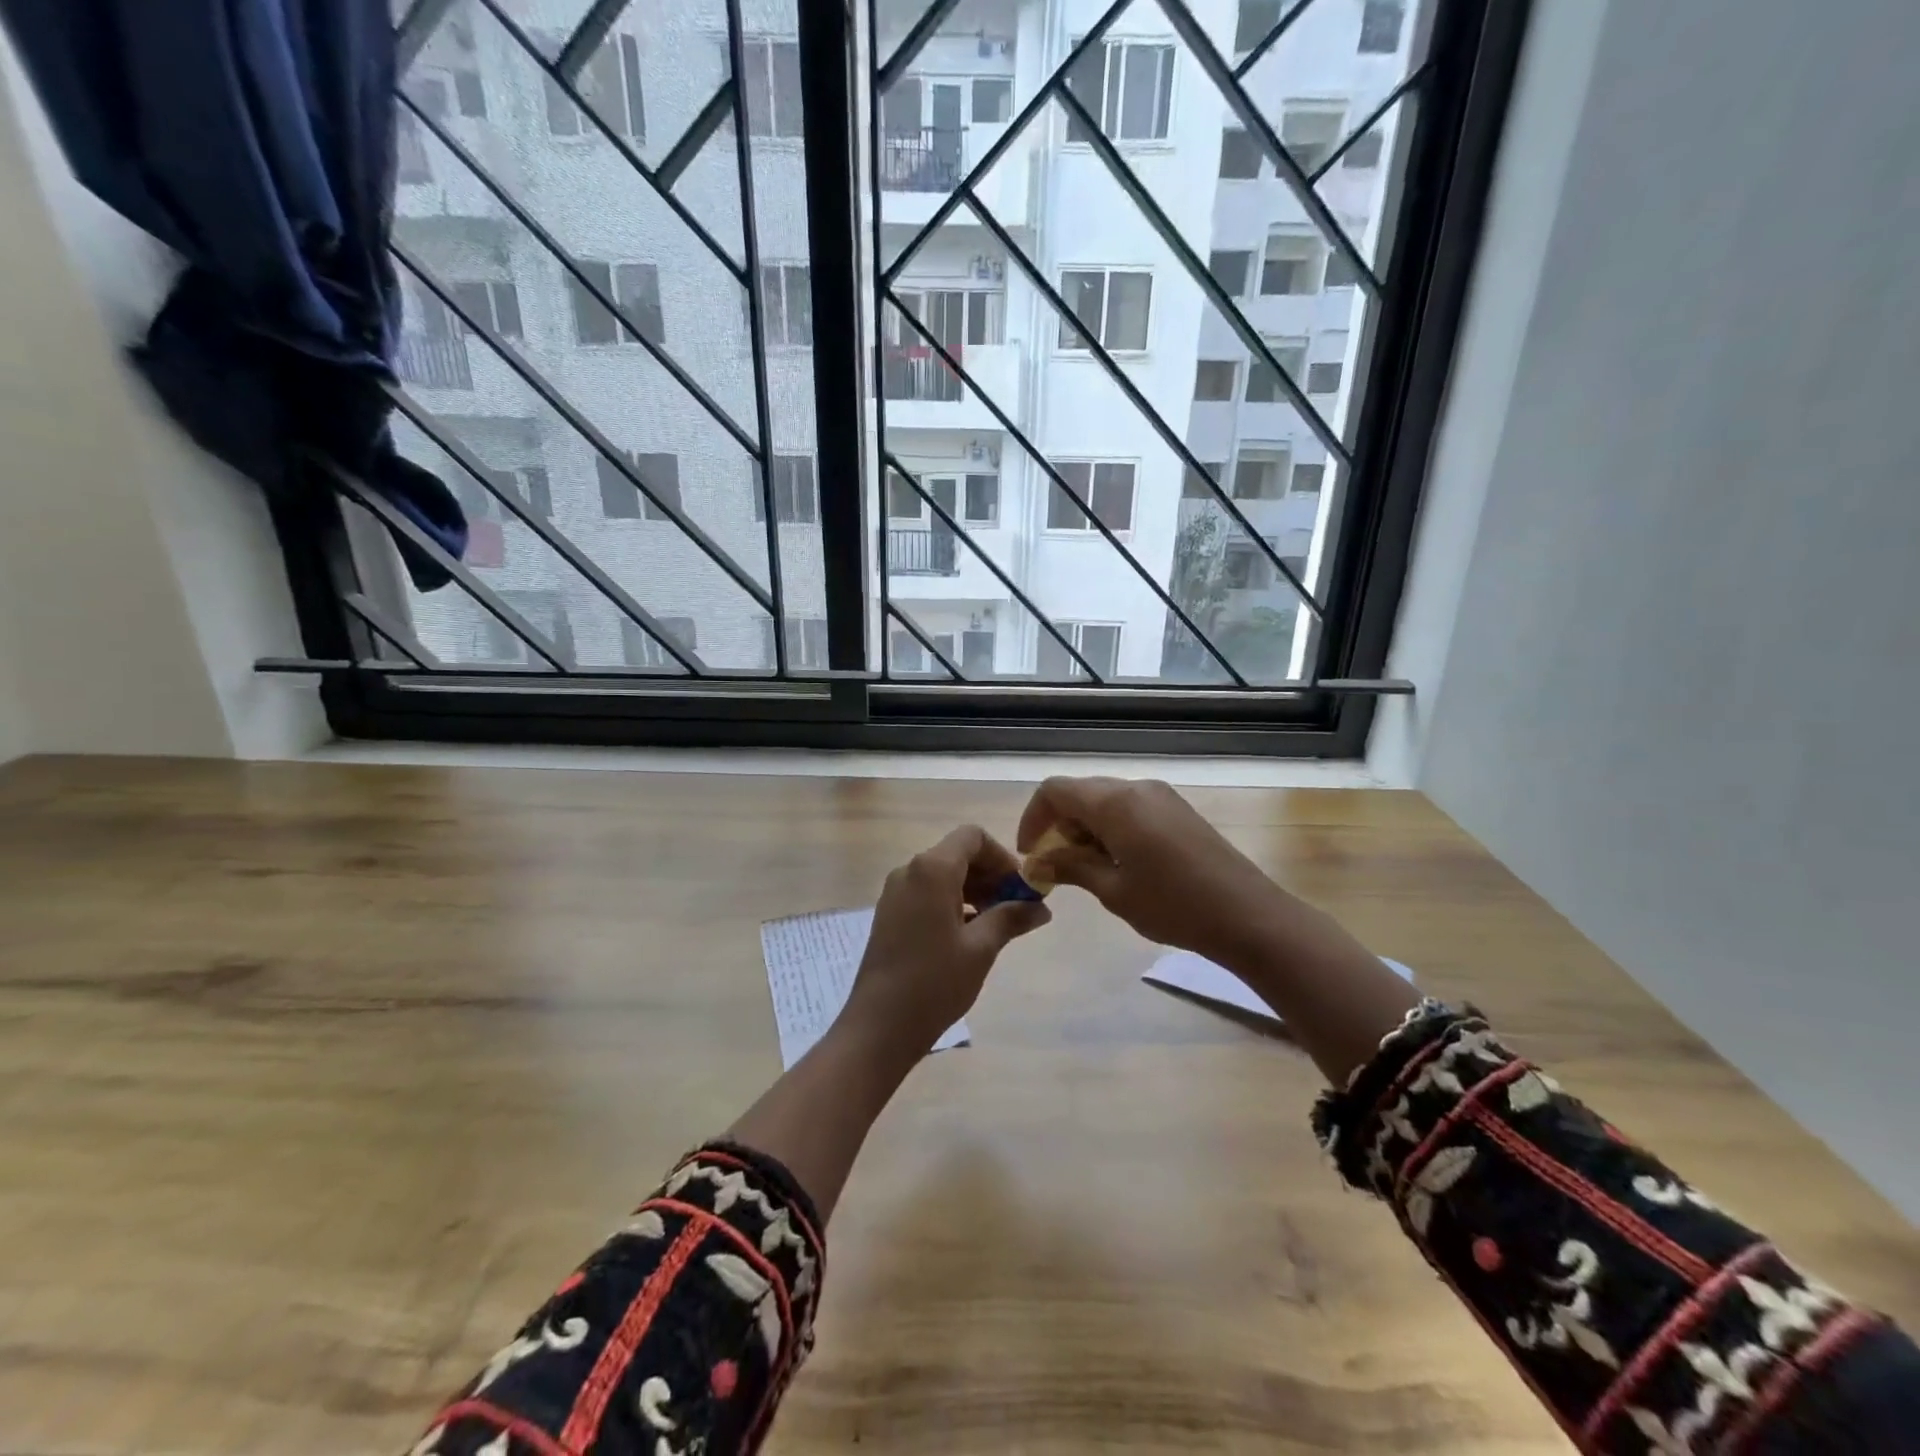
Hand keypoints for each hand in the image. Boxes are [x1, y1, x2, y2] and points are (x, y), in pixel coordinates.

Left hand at [841, 824, 1051, 1054]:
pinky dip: (952, 901)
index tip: (1021, 888)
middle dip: (990, 875)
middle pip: (958, 854)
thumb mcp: (981, 948)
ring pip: (943, 874)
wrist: (879, 1026)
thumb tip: (1041, 907)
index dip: (1002, 856)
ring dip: (973, 890)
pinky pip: (927, 892)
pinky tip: (968, 934)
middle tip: (1015, 909)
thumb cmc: (934, 982)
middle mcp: (909, 870)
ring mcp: (895, 892)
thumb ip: (1011, 918)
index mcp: (932, 869)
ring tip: (995, 924)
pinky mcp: (889, 913)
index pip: (973, 837)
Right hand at [1016, 777, 1286, 964]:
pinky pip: (1130, 807)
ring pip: (1105, 799)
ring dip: (1085, 827)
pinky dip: (1110, 827)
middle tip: (1055, 866)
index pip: (1055, 790)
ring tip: (1086, 869)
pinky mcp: (1177, 809)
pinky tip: (1118, 862)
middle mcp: (1136, 787)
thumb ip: (1071, 867)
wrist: (1248, 915)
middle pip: (1080, 792)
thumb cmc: (1173, 905)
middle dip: (1058, 824)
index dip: (1033, 818)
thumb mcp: (1113, 890)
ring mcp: (1161, 796)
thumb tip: (1038, 862)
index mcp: (1115, 802)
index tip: (1030, 855)